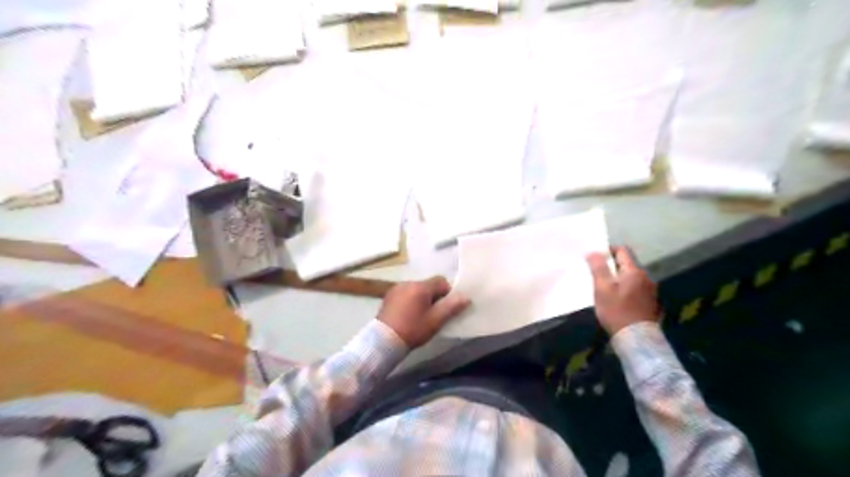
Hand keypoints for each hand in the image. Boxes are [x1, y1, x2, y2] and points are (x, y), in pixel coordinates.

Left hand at [378, 275, 470, 345]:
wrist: (383, 340)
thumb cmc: (412, 330)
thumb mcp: (435, 320)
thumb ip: (451, 307)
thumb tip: (465, 297)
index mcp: (421, 287)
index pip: (441, 281)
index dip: (448, 293)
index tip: (447, 308)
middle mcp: (408, 282)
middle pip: (428, 285)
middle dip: (435, 296)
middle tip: (435, 314)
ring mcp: (397, 288)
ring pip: (417, 289)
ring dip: (422, 298)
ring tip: (421, 316)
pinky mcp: (389, 296)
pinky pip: (406, 293)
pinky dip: (411, 300)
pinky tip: (408, 315)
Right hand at [588, 245, 659, 334]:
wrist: (636, 339)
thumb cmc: (617, 311)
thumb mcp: (602, 288)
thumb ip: (598, 268)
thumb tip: (593, 252)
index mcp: (634, 271)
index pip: (621, 250)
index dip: (607, 251)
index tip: (594, 259)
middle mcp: (645, 277)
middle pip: (626, 264)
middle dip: (611, 266)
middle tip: (596, 274)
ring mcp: (650, 290)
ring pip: (630, 277)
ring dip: (618, 278)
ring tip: (604, 287)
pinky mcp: (649, 302)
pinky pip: (634, 288)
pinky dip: (624, 288)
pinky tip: (616, 299)